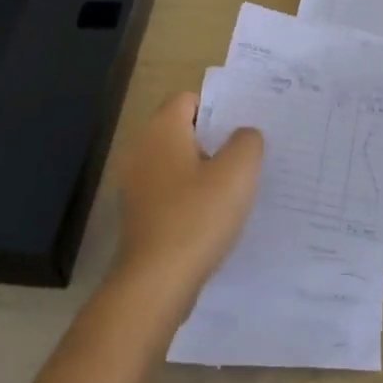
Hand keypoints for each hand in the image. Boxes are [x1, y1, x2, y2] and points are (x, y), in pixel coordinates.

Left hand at [112, 91, 263, 301]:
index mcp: (162, 130)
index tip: (244, 128)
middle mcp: (142, 149)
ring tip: (235, 187)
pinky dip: (190, 196)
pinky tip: (213, 216)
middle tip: (247, 155)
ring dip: (203, 171)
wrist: (155, 282)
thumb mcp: (238, 172)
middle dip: (214, 140)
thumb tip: (244, 136)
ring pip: (176, 162)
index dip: (218, 109)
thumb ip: (247, 142)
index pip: (189, 99)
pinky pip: (169, 191)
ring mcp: (135, 183)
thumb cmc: (197, 217)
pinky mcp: (138, 214)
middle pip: (182, 130)